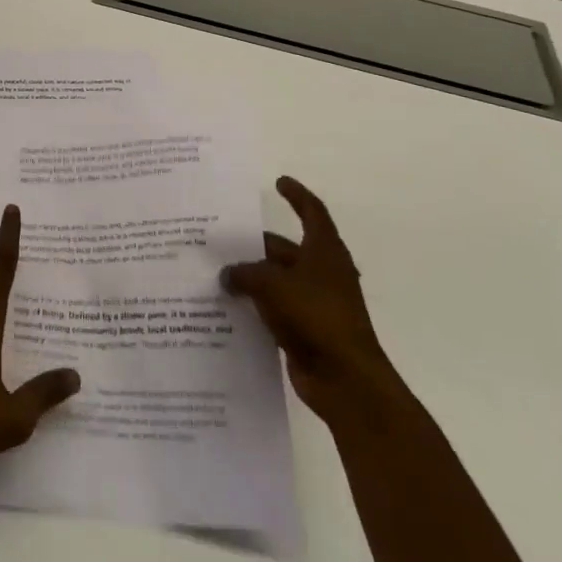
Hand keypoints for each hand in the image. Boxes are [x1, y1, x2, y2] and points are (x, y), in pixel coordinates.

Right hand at [222, 176, 395, 422]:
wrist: (346, 380)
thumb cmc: (316, 316)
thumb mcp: (272, 284)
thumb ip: (245, 273)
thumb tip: (227, 275)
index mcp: (325, 252)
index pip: (312, 213)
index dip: (297, 195)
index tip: (279, 182)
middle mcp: (322, 273)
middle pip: (284, 249)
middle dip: (254, 244)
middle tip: (220, 237)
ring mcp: (314, 303)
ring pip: (276, 280)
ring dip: (250, 277)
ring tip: (214, 271)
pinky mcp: (305, 330)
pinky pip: (273, 309)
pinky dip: (254, 305)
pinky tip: (225, 306)